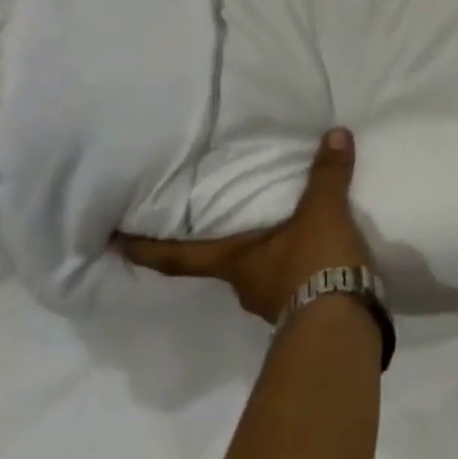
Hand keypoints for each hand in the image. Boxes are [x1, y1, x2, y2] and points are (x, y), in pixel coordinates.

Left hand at [115, 128, 373, 321]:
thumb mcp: (322, 213)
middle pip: (220, 263)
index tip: (114, 243)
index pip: (178, 257)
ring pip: (259, 272)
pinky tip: (313, 252)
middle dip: (218, 244)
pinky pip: (291, 282)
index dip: (145, 249)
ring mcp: (272, 302)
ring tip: (280, 228)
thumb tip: (335, 133)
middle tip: (217, 218)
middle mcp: (244, 285)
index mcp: (234, 263)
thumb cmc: (314, 265)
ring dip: (264, 253)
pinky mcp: (303, 311)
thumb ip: (327, 175)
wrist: (343, 325)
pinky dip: (296, 266)